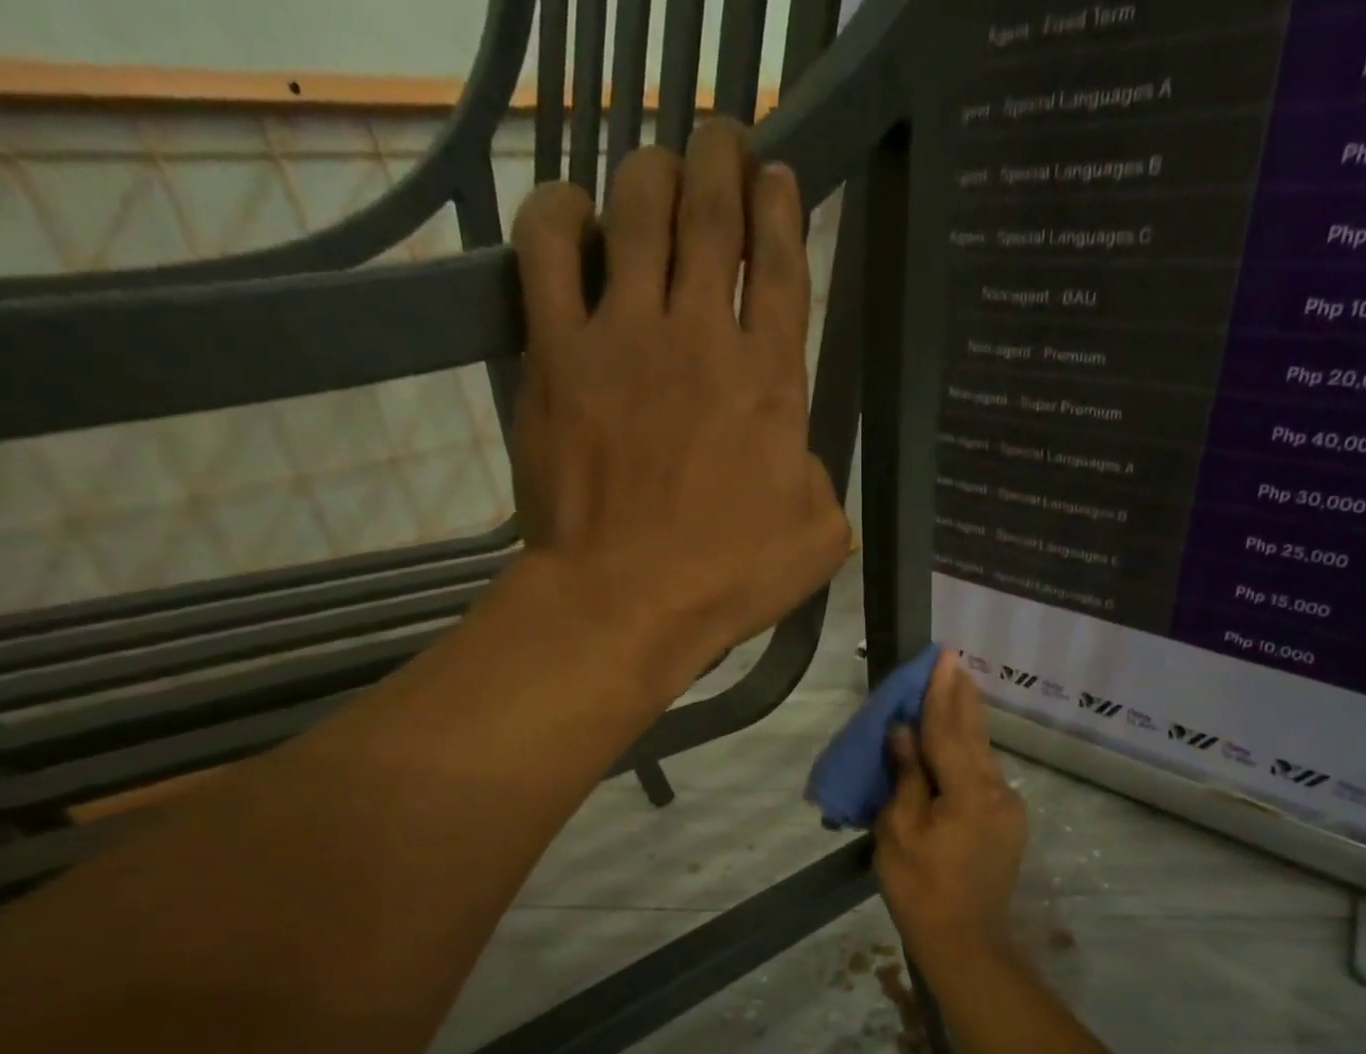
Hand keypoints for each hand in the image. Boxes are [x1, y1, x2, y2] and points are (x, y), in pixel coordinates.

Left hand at [507, 119, 850, 697]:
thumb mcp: (818, 539)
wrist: (626, 601)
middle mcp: (700, 335)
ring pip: (635, 210)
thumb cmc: (729, 578)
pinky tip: (571, 211)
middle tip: (722, 141)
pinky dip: (557, 215)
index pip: (781, 266)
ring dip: (650, 173)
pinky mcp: (555, 353)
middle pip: (710, 215)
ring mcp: (622, 335)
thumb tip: (796, 458)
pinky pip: (545, 252)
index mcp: (771, 379)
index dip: (781, 209)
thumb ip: (820, 482)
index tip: (778, 177)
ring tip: (656, 168)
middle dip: (720, 161)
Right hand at [875, 651, 1028, 958]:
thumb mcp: (898, 832)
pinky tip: (959, 741)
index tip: (943, 657)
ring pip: (983, 753)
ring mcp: (1008, 807)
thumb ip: (906, 778)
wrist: (965, 940)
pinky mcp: (1008, 822)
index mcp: (968, 791)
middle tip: (954, 661)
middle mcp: (997, 790)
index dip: (941, 693)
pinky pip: (985, 775)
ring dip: (967, 722)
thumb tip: (904, 733)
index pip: (948, 730)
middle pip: (974, 734)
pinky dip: (969, 752)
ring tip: (956, 690)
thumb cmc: (920, 888)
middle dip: (962, 697)